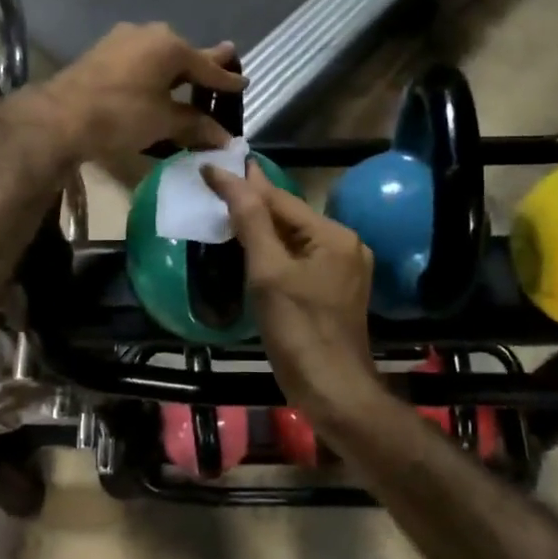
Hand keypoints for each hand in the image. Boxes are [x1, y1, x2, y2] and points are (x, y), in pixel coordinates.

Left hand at [35, 23, 244, 163]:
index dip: (226, 80)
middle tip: (226, 58)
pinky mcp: (103, 50)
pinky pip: (140, 58)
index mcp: (170, 46)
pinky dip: (154, 70)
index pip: (207, 68)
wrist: (60, 116)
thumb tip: (225, 139)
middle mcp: (149, 34)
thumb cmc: (121, 116)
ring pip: (160, 54)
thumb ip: (196, 125)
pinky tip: (156, 80)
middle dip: (204, 63)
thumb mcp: (163, 122)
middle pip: (184, 54)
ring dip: (176, 67)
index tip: (244, 83)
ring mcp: (123, 39)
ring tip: (191, 74)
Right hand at [203, 163, 378, 409]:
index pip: (280, 199)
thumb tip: (231, 176)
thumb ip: (251, 221)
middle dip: (253, 204)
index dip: (243, 184)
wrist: (332, 392)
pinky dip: (274, 253)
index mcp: (333, 235)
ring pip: (294, 239)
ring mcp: (343, 270)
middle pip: (290, 217)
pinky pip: (300, 260)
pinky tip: (250, 252)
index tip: (211, 167)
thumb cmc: (298, 330)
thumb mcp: (268, 272)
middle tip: (215, 186)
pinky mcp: (335, 292)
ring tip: (225, 213)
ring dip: (262, 229)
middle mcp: (345, 245)